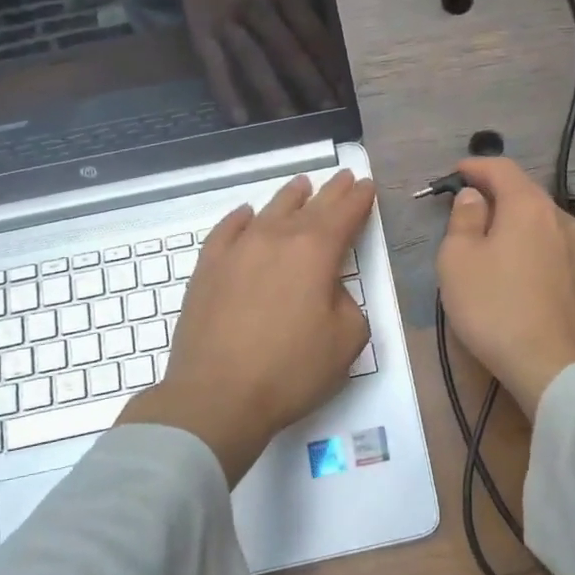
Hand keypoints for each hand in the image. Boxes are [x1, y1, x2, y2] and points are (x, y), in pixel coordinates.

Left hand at [120, 171, 374, 484]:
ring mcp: (237, 250)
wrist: (217, 396)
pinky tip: (246, 215)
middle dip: (331, 192)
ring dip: (290, 197)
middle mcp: (276, 238)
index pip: (345, 213)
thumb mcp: (347, 340)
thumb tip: (327, 290)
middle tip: (343, 178)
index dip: (359, 198)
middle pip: (310, 206)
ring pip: (269, 211)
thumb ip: (347, 303)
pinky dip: (241, 218)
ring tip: (302, 186)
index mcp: (315, 252)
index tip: (367, 185)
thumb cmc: (291, 371)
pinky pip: (227, 230)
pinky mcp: (208, 268)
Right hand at [158, 0, 343, 123]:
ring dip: (271, 92)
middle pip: (285, 48)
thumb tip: (337, 60)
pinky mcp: (201, 33)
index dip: (329, 62)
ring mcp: (227, 20)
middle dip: (308, 81)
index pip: (312, 32)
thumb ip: (308, 16)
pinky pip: (215, 66)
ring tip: (288, 122)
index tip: (346, 92)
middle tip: (327, 112)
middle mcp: (257, 4)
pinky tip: (239, 119)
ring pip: (252, 59)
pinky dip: (226, 92)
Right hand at [436, 158, 574, 416]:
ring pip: (539, 218)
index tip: (453, 173)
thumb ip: (463, 219)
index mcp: (529, 205)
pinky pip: (549, 242)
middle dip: (493, 192)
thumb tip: (474, 198)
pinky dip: (528, 240)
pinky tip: (513, 261)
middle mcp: (560, 217)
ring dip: (512, 218)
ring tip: (487, 234)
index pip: (501, 168)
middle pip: (524, 191)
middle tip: (465, 205)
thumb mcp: (458, 260)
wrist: (552, 365)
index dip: (474, 166)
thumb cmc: (495, 307)